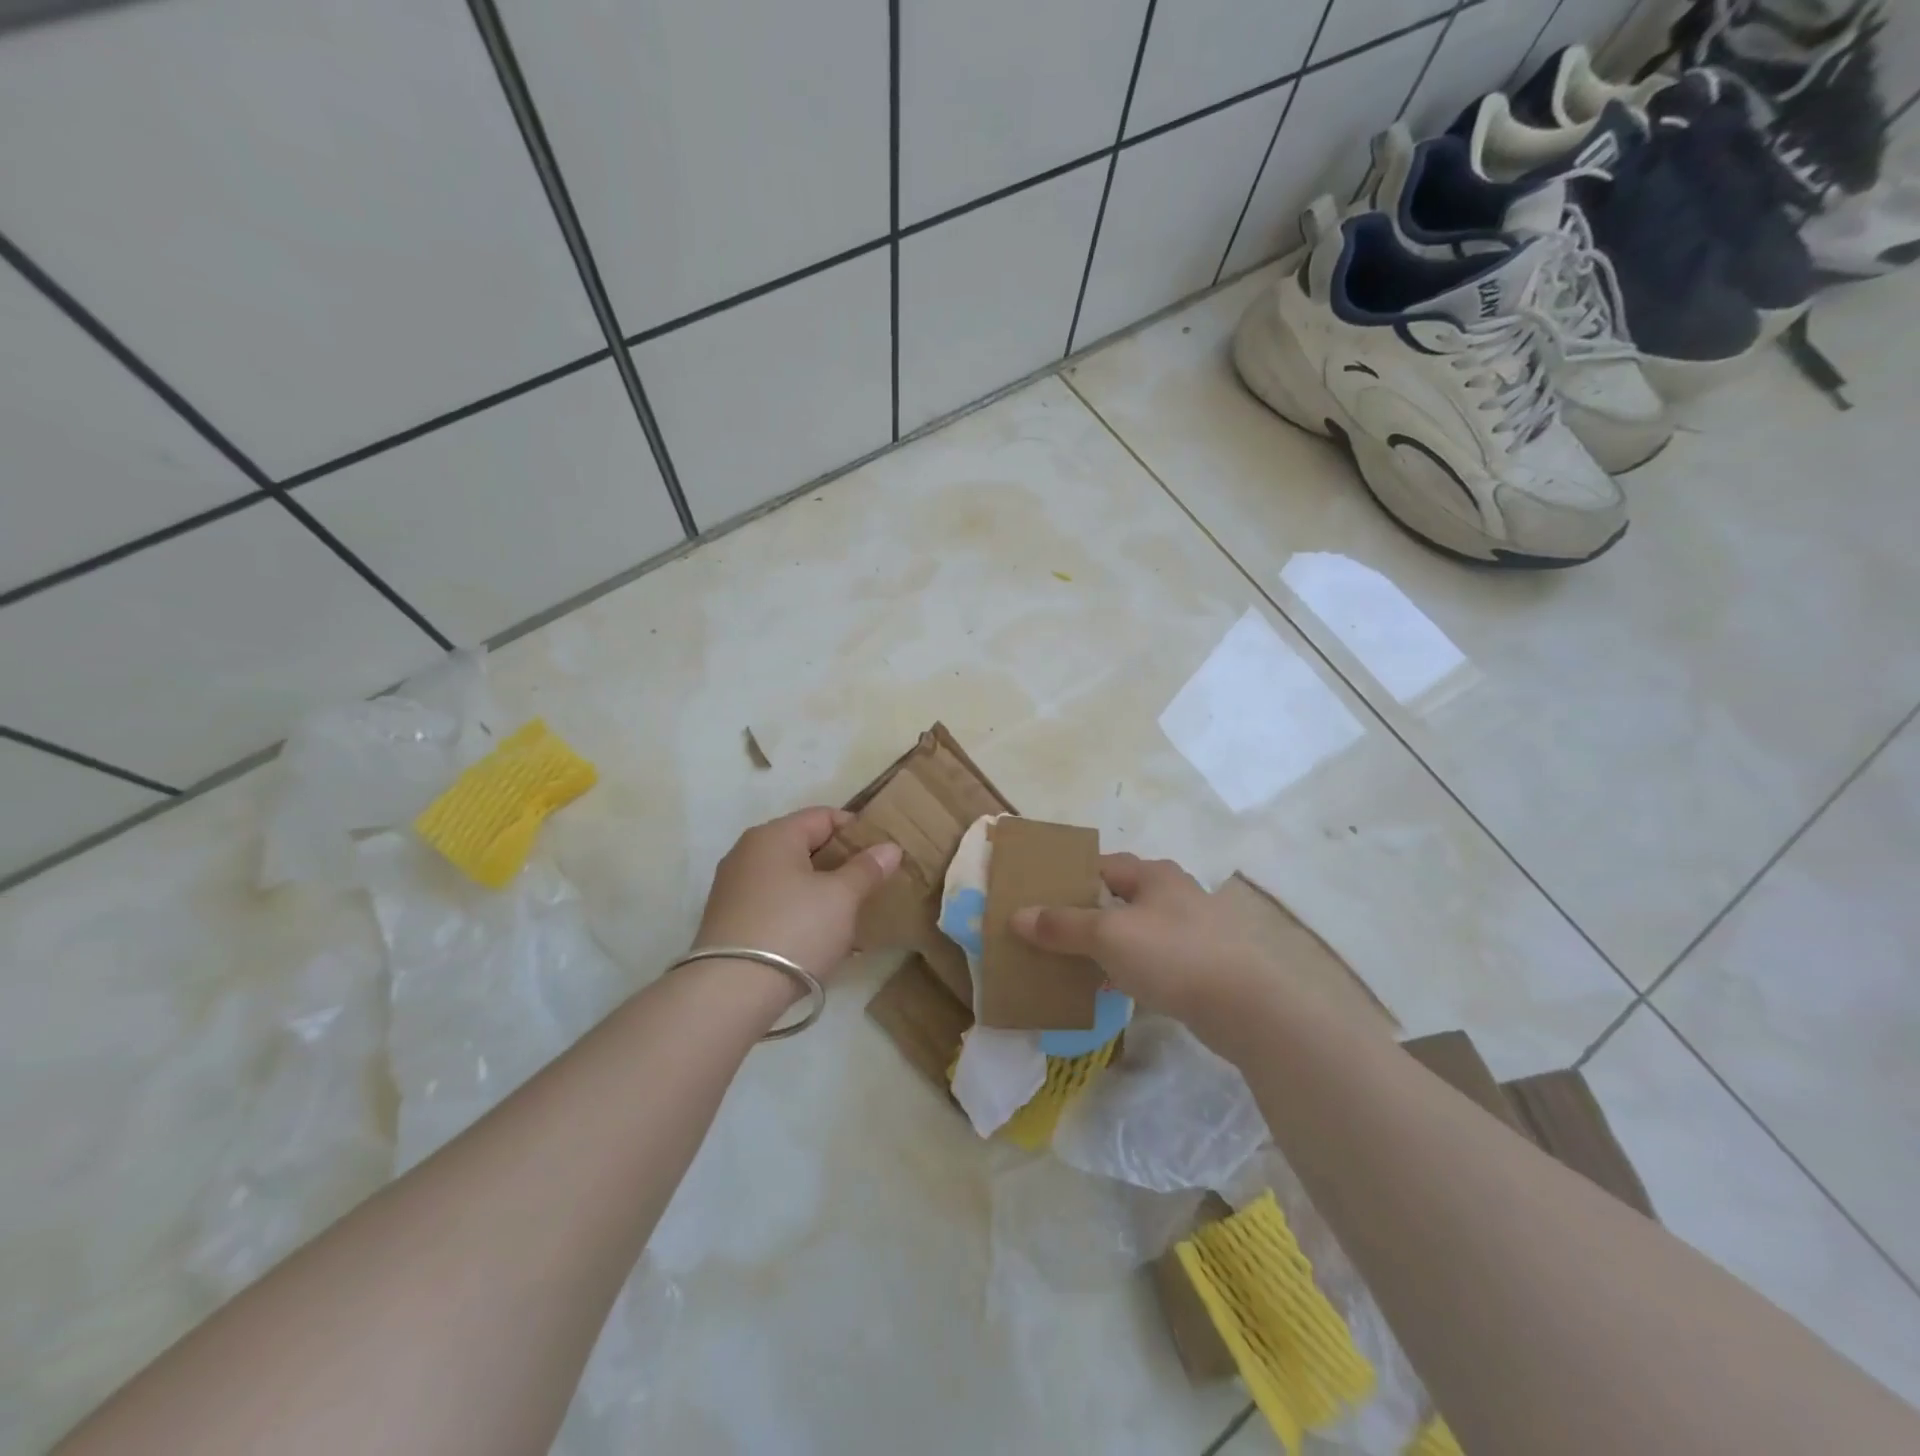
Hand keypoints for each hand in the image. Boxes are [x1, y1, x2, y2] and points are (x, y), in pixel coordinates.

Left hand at [693, 807, 901, 978]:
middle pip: (804, 845)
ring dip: (820, 890)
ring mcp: (733, 887)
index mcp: (773, 835)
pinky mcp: (728, 920)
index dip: (857, 831)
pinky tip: (818, 936)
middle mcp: (747, 852)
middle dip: (839, 863)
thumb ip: (867, 868)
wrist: (730, 992)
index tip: (881, 856)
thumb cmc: (794, 929)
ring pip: (789, 877)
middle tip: (869, 886)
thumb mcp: (842, 897)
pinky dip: (798, 911)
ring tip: (849, 915)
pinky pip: (774, 903)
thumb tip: (890, 847)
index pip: (824, 816)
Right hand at [1011, 853, 1262, 1030]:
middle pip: (1121, 896)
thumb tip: (1017, 916)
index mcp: (1153, 874)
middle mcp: (1176, 892)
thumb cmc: (1171, 955)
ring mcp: (1195, 928)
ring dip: (1111, 942)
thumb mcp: (1107, 935)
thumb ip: (1061, 926)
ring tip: (1079, 962)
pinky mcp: (1206, 962)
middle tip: (1055, 933)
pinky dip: (1134, 966)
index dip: (1071, 879)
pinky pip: (1157, 957)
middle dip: (1089, 913)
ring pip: (1139, 928)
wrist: (1246, 1007)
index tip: (1041, 899)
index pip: (1102, 865)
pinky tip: (1118, 987)